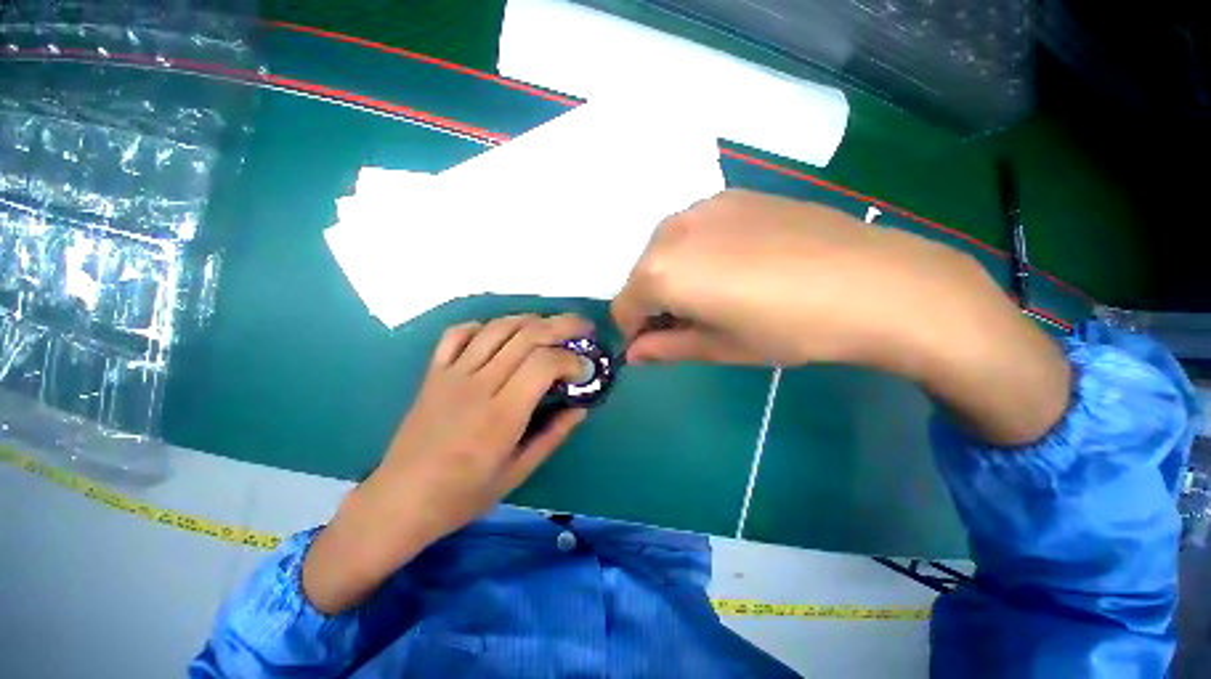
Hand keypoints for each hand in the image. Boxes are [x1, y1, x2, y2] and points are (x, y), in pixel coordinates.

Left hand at [302, 313, 591, 613]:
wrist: (399, 501)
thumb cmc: (463, 495)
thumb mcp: (518, 473)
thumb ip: (553, 435)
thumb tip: (581, 407)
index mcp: (501, 415)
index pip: (543, 364)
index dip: (571, 359)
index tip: (585, 369)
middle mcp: (478, 385)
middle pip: (526, 336)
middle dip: (562, 325)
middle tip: (584, 328)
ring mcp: (452, 374)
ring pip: (497, 328)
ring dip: (530, 320)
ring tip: (551, 326)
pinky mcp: (434, 373)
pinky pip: (458, 334)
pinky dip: (484, 326)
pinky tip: (500, 334)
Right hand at [612, 189, 978, 369]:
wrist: (872, 281)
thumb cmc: (787, 328)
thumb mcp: (719, 347)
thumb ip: (666, 349)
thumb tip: (635, 354)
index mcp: (660, 271)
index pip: (624, 306)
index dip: (635, 331)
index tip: (656, 344)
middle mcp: (670, 230)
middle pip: (641, 274)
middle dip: (654, 301)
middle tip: (690, 322)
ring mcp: (703, 206)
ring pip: (665, 249)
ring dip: (673, 274)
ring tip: (715, 293)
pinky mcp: (733, 195)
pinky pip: (694, 229)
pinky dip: (696, 251)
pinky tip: (737, 264)